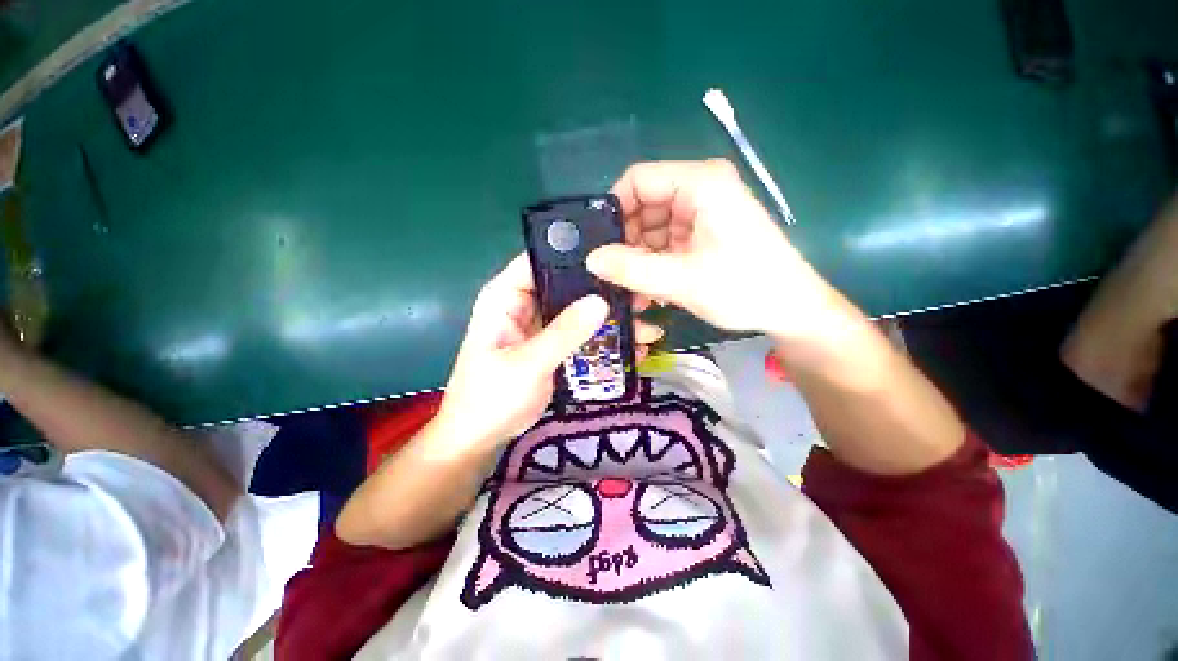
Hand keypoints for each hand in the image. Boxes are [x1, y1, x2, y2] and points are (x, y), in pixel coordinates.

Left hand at [435, 253, 663, 449]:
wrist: (481, 437)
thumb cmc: (490, 398)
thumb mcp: (527, 364)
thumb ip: (563, 333)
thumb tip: (601, 302)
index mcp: (506, 296)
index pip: (541, 259)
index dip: (574, 253)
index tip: (614, 258)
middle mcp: (525, 304)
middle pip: (567, 285)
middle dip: (602, 291)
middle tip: (641, 296)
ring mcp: (541, 325)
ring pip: (578, 311)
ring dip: (608, 318)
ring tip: (645, 325)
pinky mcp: (553, 344)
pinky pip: (581, 334)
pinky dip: (602, 338)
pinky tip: (631, 346)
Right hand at [587, 159, 833, 339]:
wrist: (791, 310)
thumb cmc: (744, 288)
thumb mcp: (682, 280)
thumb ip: (632, 269)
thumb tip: (591, 259)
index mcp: (700, 183)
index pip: (638, 180)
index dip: (615, 210)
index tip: (600, 245)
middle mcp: (699, 190)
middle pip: (644, 206)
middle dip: (627, 241)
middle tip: (614, 275)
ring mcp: (702, 213)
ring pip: (652, 228)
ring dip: (639, 258)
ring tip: (632, 290)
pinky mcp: (703, 234)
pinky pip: (666, 242)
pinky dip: (654, 264)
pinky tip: (649, 290)